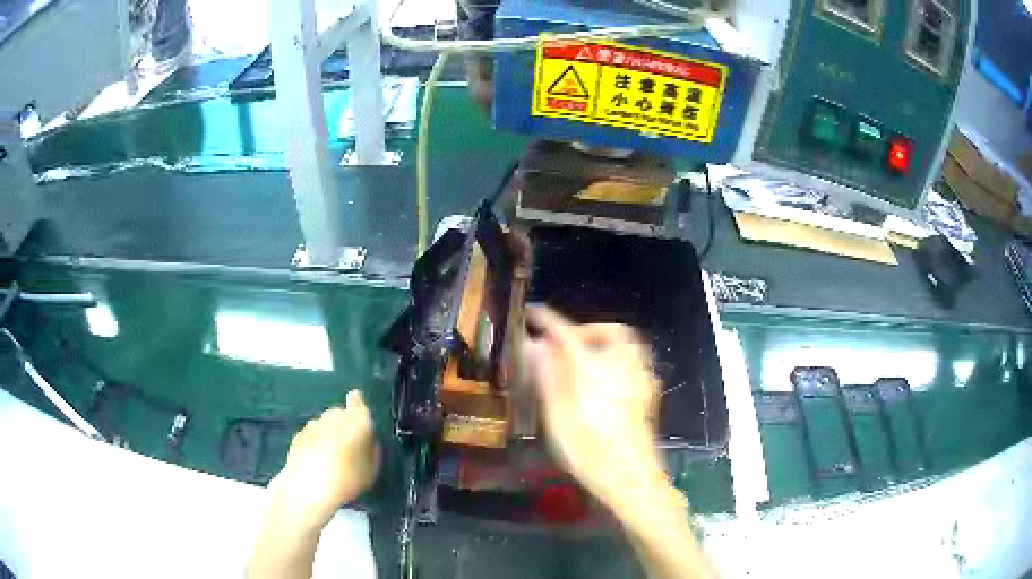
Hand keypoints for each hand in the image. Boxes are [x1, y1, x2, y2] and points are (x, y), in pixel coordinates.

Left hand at [268, 390, 380, 530]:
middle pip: (340, 413)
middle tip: (348, 447)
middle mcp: (332, 416)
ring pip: (324, 423)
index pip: (357, 401)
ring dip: (328, 433)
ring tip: (331, 457)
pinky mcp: (298, 435)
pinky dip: (315, 442)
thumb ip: (372, 451)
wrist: (308, 488)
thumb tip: (369, 443)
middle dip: (344, 424)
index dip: (358, 406)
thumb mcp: (371, 470)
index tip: (360, 420)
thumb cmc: (347, 479)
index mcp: (355, 421)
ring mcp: (312, 425)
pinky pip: (311, 435)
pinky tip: (317, 461)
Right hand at [523, 306, 665, 508]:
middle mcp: (623, 368)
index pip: (568, 335)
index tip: (534, 313)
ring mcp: (641, 382)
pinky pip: (634, 363)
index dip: (549, 321)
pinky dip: (617, 361)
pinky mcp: (648, 396)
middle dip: (589, 330)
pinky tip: (604, 384)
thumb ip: (548, 379)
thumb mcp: (558, 418)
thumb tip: (535, 347)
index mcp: (596, 371)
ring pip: (629, 346)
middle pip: (614, 332)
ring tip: (585, 361)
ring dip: (606, 343)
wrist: (632, 481)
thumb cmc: (589, 453)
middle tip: (568, 343)